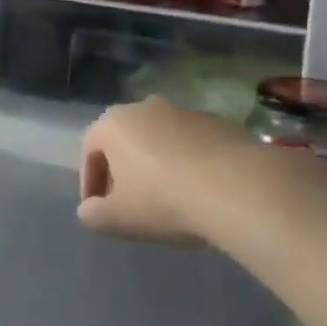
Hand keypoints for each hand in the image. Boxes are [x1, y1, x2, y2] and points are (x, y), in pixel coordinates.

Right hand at [76, 97, 251, 245]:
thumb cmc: (164, 199)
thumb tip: (89, 210)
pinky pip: (192, 145)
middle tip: (130, 204)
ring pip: (160, 141)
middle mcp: (145, 107)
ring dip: (158, 166)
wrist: (237, 187)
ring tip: (170, 201)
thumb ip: (94, 215)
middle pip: (125, 141)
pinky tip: (200, 193)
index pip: (89, 150)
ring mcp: (185, 111)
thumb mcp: (118, 219)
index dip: (90, 183)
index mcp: (114, 123)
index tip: (99, 210)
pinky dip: (189, 165)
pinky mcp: (219, 122)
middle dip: (123, 171)